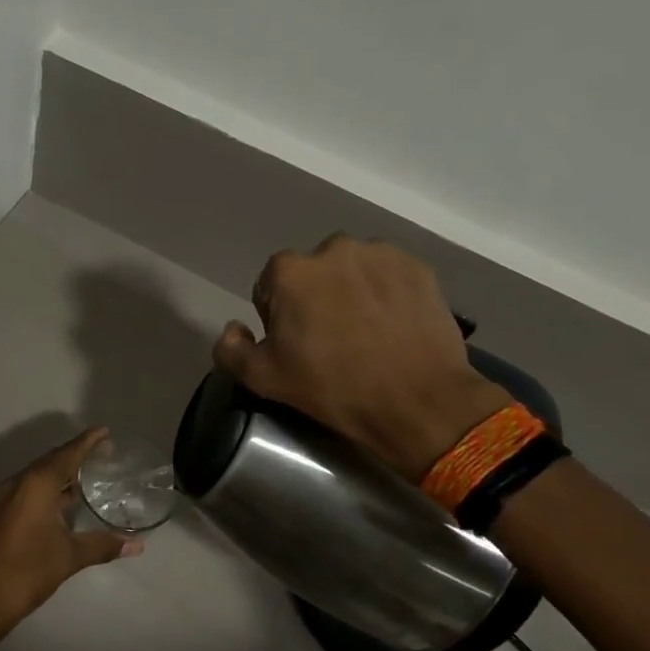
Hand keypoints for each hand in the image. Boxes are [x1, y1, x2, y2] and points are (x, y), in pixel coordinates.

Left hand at [0, 428, 144, 642]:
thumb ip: (104, 545)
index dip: (87, 442)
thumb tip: (137, 545)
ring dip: (62, 473)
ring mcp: (8, 498)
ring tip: (89, 474)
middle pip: (52, 460)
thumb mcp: (70, 556)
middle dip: (76, 455)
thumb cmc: (29, 569)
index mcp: (36, 484)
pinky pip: (31, 489)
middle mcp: (20, 483)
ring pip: (40, 476)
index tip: (104, 432)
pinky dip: (51, 488)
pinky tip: (67, 501)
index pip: (67, 454)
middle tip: (103, 452)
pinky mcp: (3, 514)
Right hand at [213, 235, 511, 480]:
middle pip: (312, 274)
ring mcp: (379, 254)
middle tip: (332, 340)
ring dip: (351, 291)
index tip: (297, 345)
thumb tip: (233, 329)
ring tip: (366, 332)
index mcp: (289, 271)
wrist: (418, 401)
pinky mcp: (417, 267)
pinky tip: (393, 326)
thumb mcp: (264, 380)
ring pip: (352, 270)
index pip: (270, 287)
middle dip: (315, 298)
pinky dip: (386, 293)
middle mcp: (332, 249)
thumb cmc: (333, 388)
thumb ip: (230, 350)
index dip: (279, 318)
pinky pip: (388, 275)